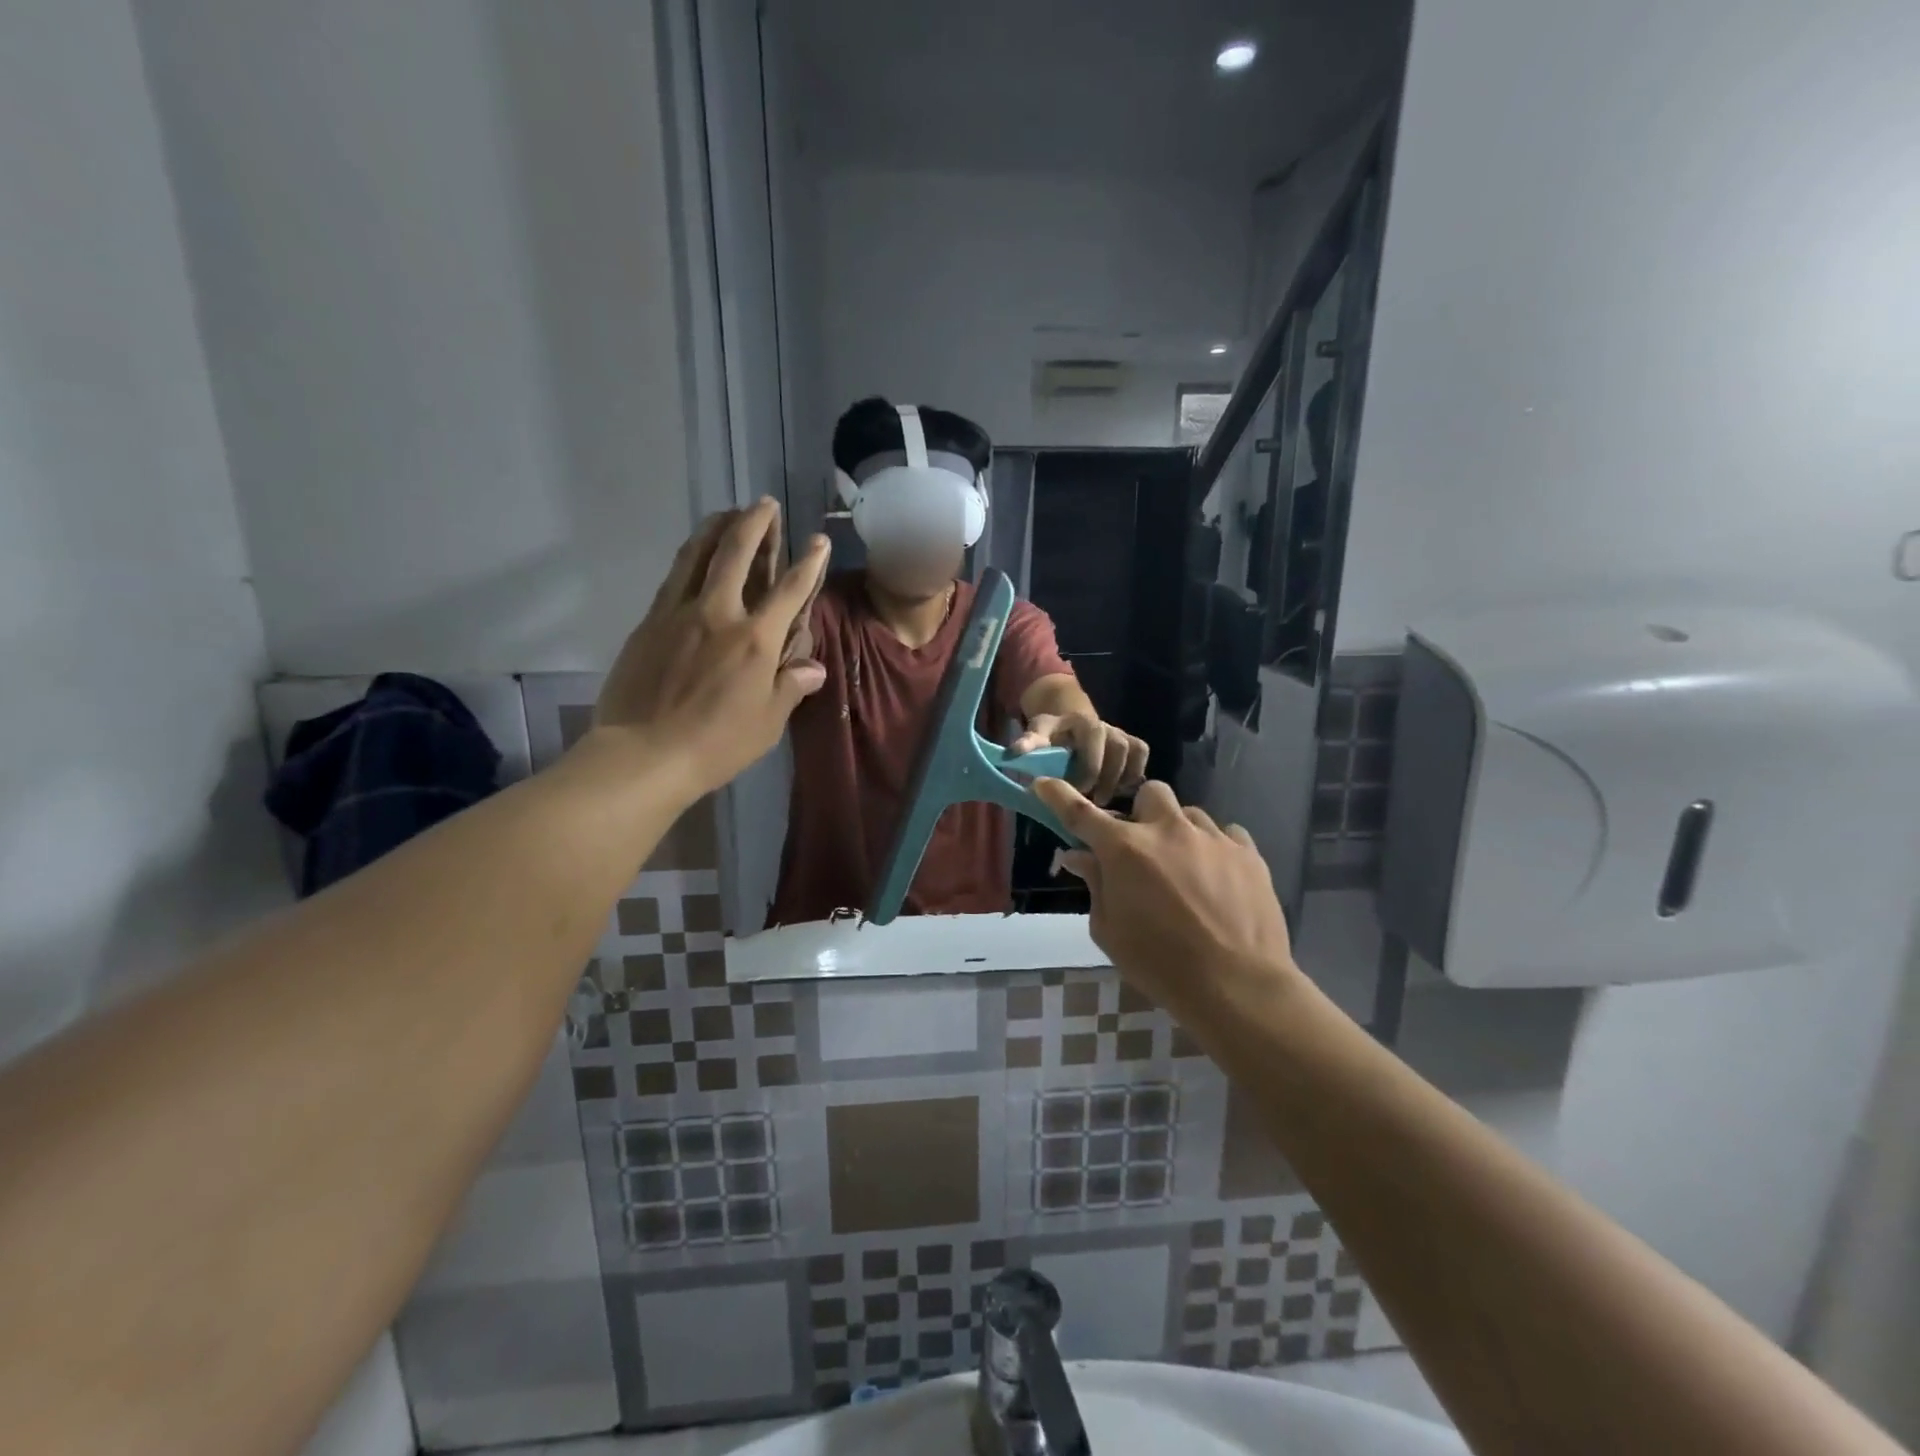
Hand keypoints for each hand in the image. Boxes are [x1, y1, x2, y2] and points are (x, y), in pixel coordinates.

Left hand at [594, 500, 827, 793]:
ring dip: (716, 528)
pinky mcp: (649, 623)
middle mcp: (719, 614)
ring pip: (697, 555)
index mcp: (756, 640)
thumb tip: (812, 668)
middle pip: (737, 554)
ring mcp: (678, 614)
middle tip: (764, 504)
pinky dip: (688, 557)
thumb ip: (790, 687)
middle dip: (755, 524)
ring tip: (727, 512)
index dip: (809, 563)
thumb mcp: (767, 723)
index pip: (790, 591)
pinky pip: (672, 578)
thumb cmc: (716, 744)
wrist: (644, 753)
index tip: (818, 540)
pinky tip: (692, 554)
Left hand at [1012, 712, 1148, 803]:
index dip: (1088, 766)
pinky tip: (1121, 793)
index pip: (1091, 737)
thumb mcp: (1036, 735)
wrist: (1069, 725)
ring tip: (1104, 801)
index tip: (1075, 789)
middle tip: (1090, 800)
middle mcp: (1104, 724)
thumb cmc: (1050, 736)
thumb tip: (1013, 753)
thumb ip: (1028, 743)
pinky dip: (1134, 774)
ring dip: (1120, 779)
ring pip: (1131, 752)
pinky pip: (1141, 755)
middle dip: (1105, 776)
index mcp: (1080, 721)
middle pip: (1116, 747)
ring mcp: (1120, 733)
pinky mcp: (1132, 743)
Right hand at [1034, 778, 1295, 1016]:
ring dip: (1179, 833)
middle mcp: (1167, 829)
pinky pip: (1226, 834)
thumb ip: (1094, 885)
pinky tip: (1218, 878)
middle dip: (1142, 814)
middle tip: (1143, 847)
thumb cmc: (1160, 964)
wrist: (1237, 986)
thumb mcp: (1110, 931)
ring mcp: (1212, 837)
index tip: (1043, 783)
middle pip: (1149, 793)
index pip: (1079, 812)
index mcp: (1125, 850)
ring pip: (1190, 814)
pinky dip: (1215, 849)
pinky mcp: (1248, 852)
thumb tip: (1079, 856)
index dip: (1057, 794)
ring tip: (1186, 870)